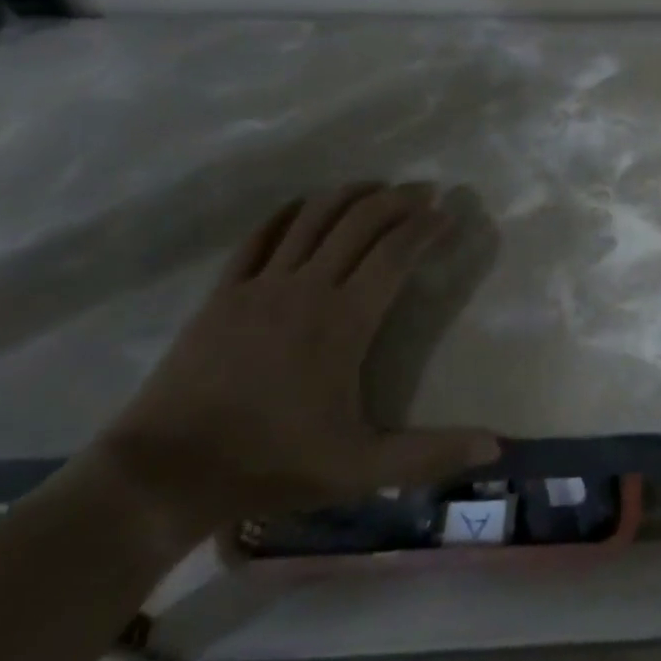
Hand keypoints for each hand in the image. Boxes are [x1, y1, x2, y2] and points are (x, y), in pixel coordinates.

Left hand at [92, 184, 500, 535]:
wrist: (165, 473)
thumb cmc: (271, 464)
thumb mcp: (360, 468)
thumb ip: (429, 454)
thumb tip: (495, 447)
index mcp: (344, 321)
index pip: (395, 254)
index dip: (425, 228)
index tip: (448, 214)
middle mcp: (306, 288)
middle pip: (359, 223)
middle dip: (397, 199)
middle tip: (424, 190)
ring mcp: (260, 286)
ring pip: (312, 218)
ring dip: (349, 195)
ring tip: (376, 187)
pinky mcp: (223, 293)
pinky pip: (260, 236)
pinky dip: (290, 212)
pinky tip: (306, 205)